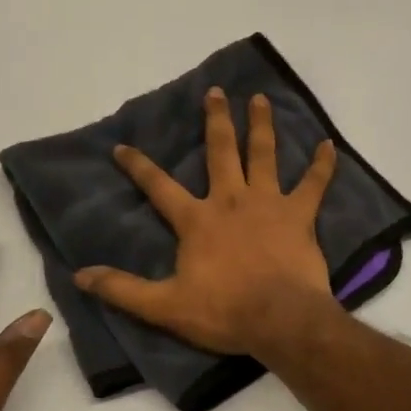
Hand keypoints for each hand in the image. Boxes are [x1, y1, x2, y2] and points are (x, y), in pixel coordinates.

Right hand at [76, 87, 337, 355]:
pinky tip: (330, 145)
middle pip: (221, 152)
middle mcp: (231, 201)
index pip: (159, 187)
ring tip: (260, 99)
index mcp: (197, 220)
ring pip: (264, 155)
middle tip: (215, 91)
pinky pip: (315, 184)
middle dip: (216, 120)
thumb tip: (80, 275)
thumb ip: (123, 289)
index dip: (138, 166)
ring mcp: (269, 204)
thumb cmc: (224, 312)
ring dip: (261, 125)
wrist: (281, 319)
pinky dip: (323, 165)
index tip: (122, 146)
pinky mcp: (300, 215)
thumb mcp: (165, 306)